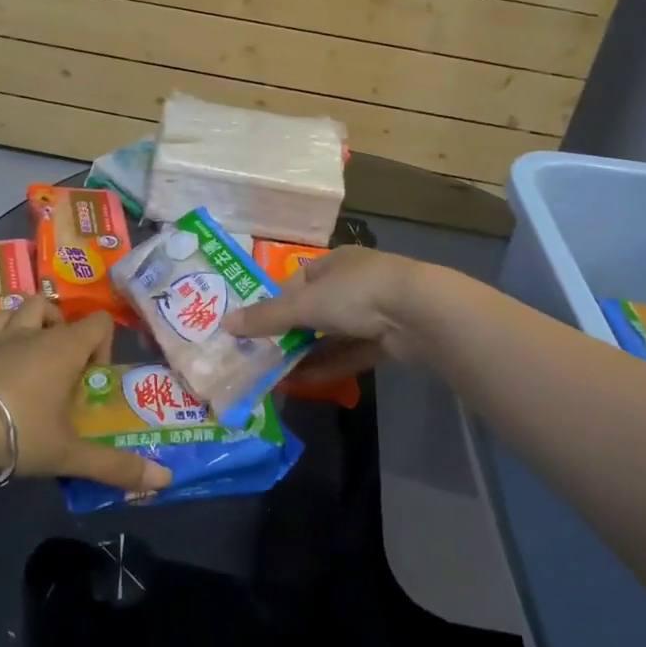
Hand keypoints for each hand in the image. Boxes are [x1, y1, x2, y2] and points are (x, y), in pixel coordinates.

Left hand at [0, 297, 171, 492]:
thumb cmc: (19, 430)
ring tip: (31, 353)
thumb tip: (164, 480)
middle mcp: (34, 332)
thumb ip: (115, 466)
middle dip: (63, 331)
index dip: (102, 344)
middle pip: (56, 310)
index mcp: (65, 348)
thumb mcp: (69, 454)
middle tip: (61, 368)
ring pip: (20, 307)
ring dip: (30, 322)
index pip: (98, 322)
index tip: (91, 380)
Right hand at [223, 246, 425, 385]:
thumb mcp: (306, 303)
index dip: (275, 303)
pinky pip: (349, 354)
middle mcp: (353, 284)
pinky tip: (303, 384)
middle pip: (314, 311)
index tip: (255, 328)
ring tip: (276, 376)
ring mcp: (373, 313)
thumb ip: (267, 317)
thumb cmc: (356, 293)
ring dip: (306, 355)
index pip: (297, 281)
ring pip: (331, 335)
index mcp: (334, 263)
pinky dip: (328, 367)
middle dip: (289, 334)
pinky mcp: (386, 341)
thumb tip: (226, 324)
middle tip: (262, 357)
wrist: (419, 313)